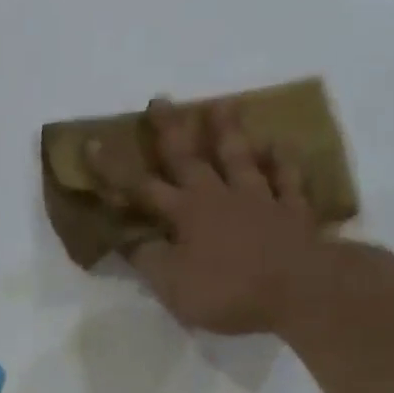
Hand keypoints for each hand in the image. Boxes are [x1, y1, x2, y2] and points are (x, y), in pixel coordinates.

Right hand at [87, 97, 324, 334]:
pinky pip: (287, 179)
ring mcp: (260, 199)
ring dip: (229, 131)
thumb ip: (150, 261)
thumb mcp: (173, 286)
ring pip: (240, 157)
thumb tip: (131, 240)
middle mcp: (219, 197)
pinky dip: (282, 160)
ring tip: (222, 104)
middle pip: (191, 158)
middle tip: (160, 102)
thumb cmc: (227, 291)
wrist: (299, 289)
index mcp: (186, 214)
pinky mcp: (292, 211)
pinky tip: (278, 144)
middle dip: (171, 130)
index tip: (94, 144)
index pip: (142, 188)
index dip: (115, 169)